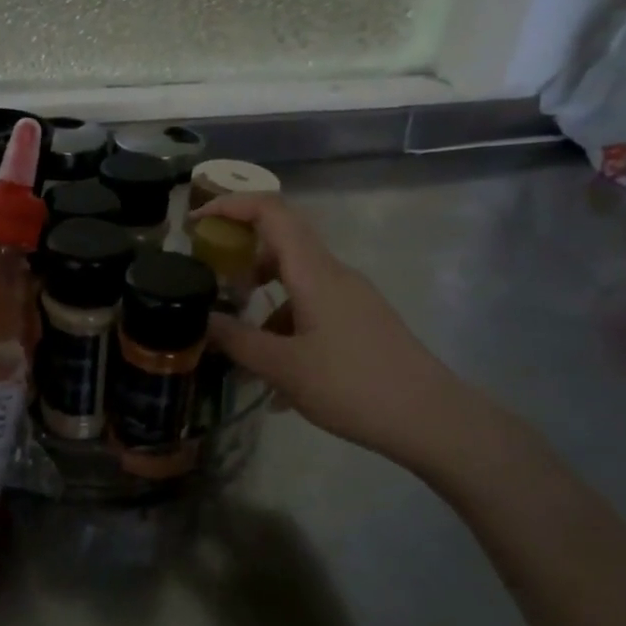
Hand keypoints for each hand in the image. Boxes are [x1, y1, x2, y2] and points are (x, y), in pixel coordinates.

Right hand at [195, 192, 484, 476]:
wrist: (430, 418)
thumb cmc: (352, 385)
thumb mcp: (283, 368)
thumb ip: (237, 340)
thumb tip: (200, 320)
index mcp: (314, 272)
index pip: (270, 211)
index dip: (230, 206)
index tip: (195, 224)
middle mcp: (334, 274)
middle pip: (281, 244)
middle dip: (240, 260)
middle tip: (210, 284)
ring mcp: (351, 298)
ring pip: (296, 283)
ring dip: (263, 304)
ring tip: (241, 349)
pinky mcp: (361, 321)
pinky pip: (313, 309)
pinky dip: (286, 328)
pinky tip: (278, 379)